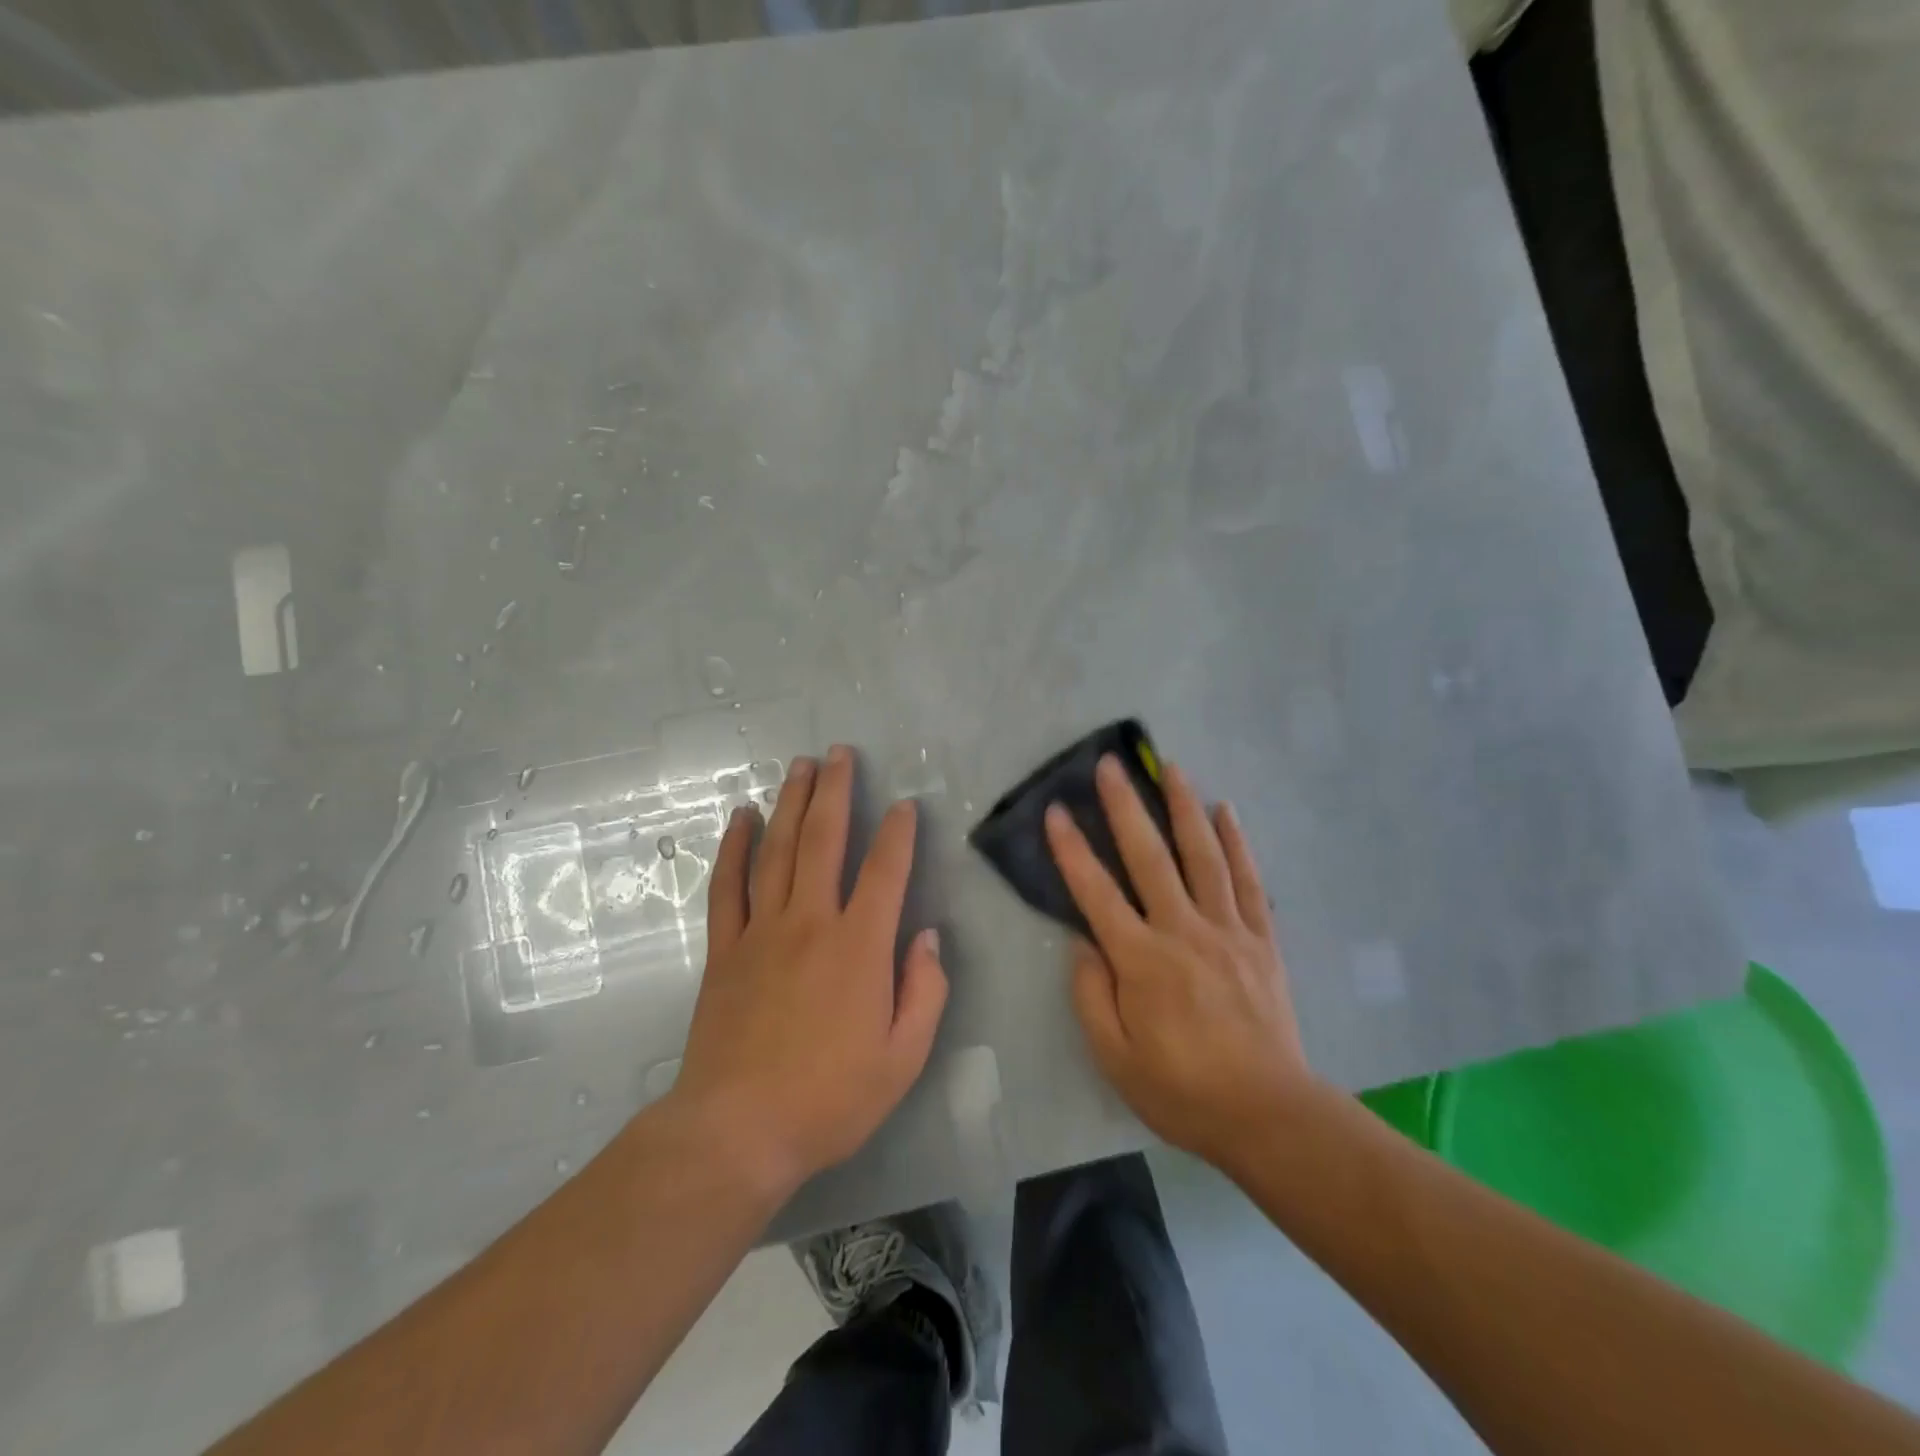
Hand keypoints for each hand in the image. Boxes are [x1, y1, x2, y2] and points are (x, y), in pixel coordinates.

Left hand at [670, 746, 947, 1196]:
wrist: (738, 1131)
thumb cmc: (830, 1099)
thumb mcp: (904, 1057)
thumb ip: (925, 991)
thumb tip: (927, 936)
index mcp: (860, 946)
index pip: (885, 870)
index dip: (898, 832)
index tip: (903, 804)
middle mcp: (811, 922)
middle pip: (824, 840)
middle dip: (835, 791)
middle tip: (839, 753)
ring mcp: (762, 931)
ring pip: (777, 850)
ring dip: (790, 803)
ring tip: (799, 766)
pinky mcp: (725, 949)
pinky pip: (728, 886)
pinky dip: (734, 847)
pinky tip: (740, 817)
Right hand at [1045, 755, 1312, 1170]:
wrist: (1269, 1114)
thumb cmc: (1182, 1089)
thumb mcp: (1116, 1058)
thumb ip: (1090, 995)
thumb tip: (1083, 942)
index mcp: (1142, 961)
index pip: (1097, 893)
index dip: (1072, 850)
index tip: (1056, 811)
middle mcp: (1183, 931)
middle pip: (1150, 857)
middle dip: (1125, 807)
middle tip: (1110, 765)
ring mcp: (1228, 930)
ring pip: (1203, 855)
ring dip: (1184, 807)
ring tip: (1172, 767)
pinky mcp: (1261, 939)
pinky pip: (1248, 880)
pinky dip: (1237, 842)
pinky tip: (1227, 811)